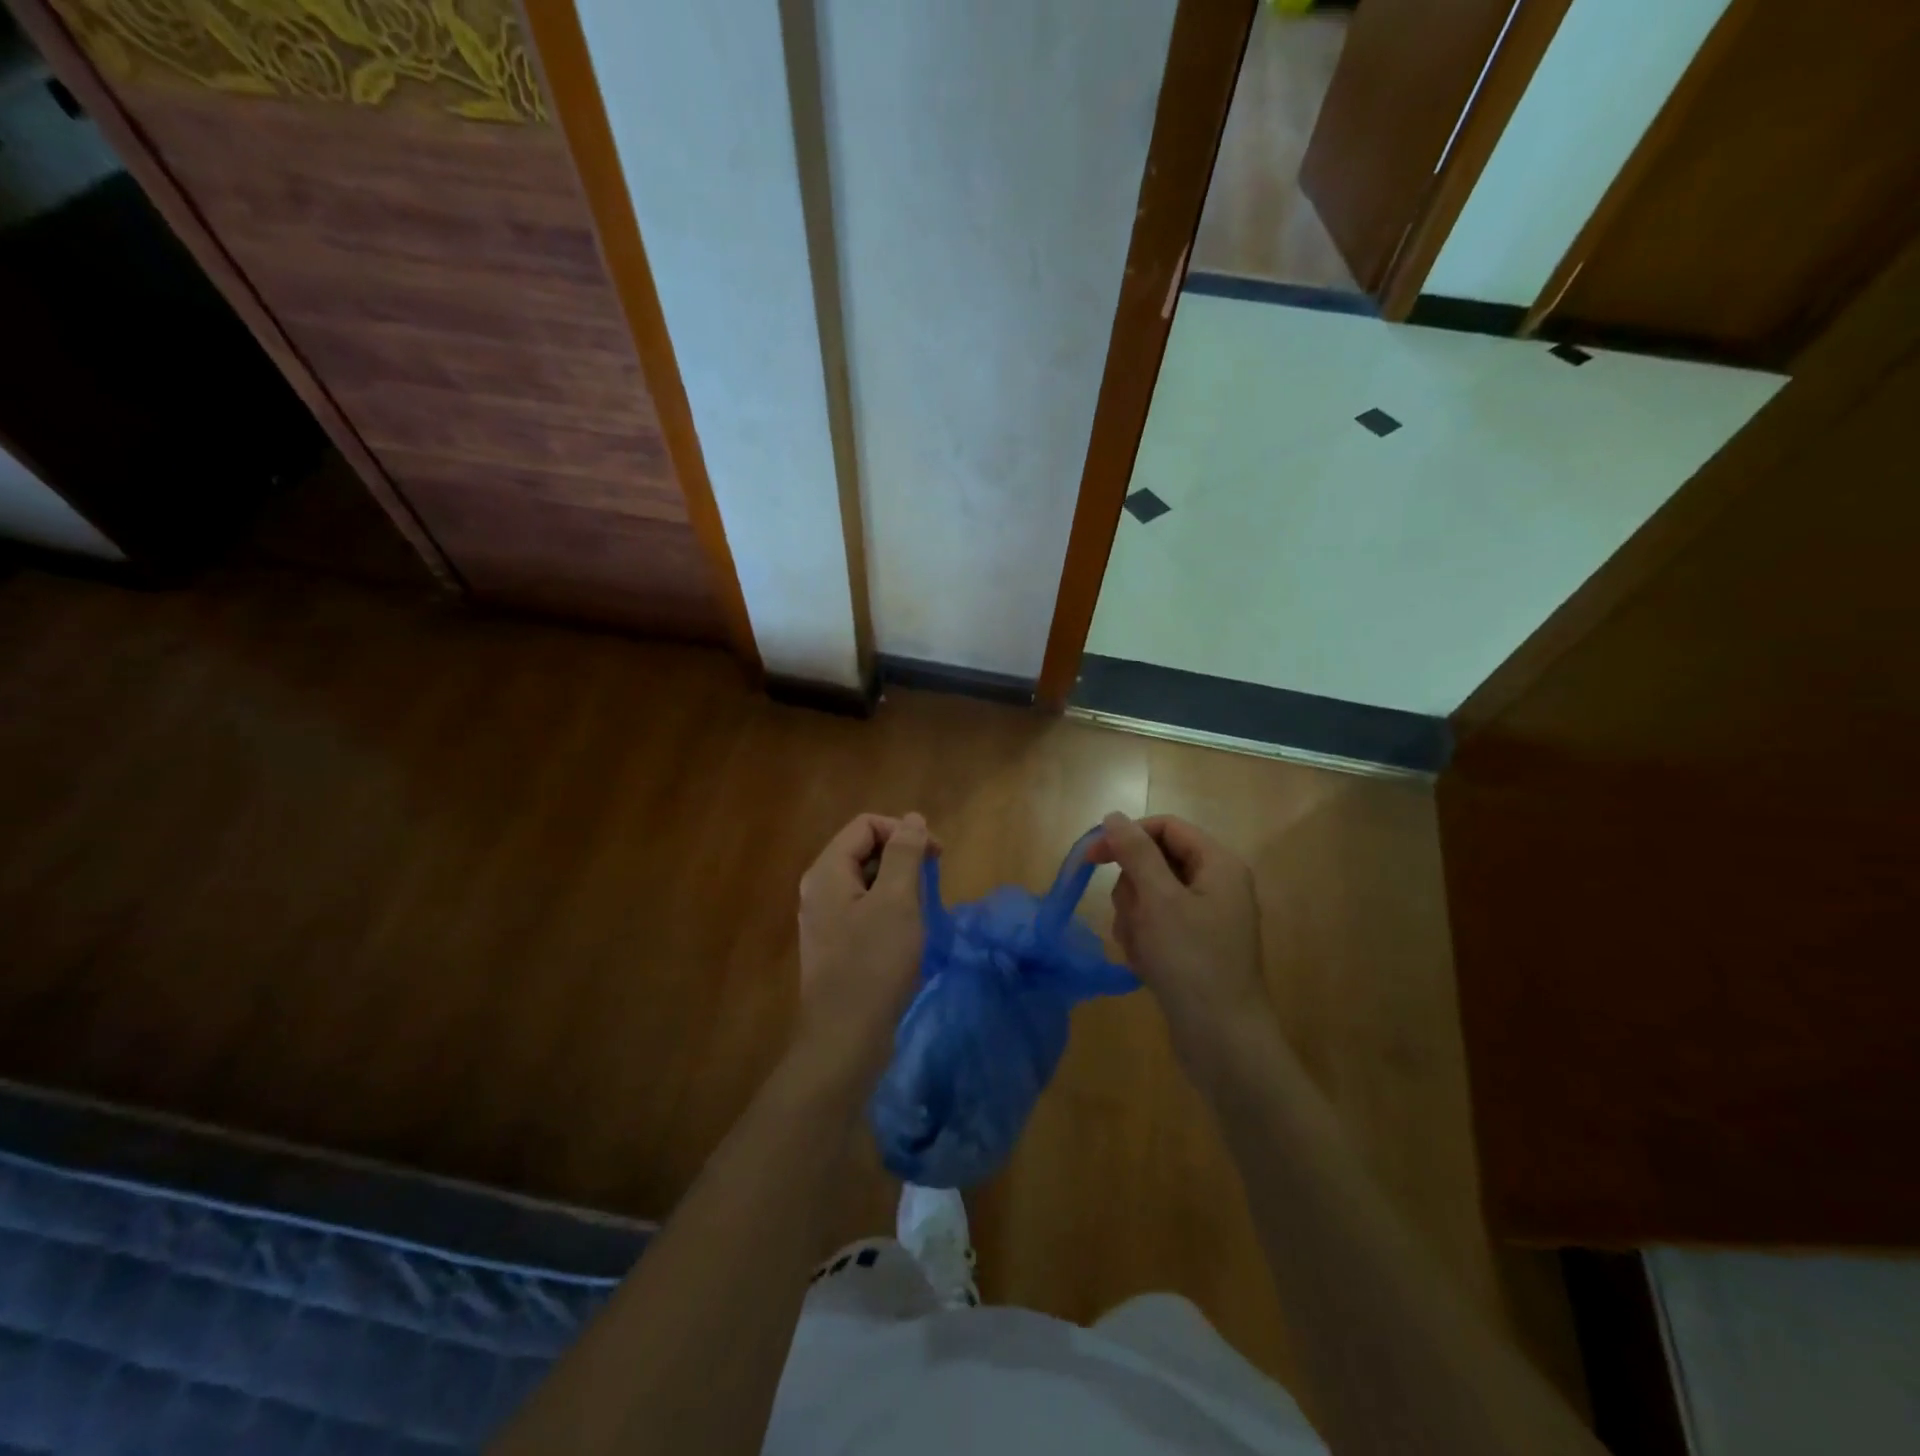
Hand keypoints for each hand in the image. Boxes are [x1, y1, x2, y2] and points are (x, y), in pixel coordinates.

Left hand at [794, 812, 934, 1084]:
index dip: (903, 831)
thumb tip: (911, 819)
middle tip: (933, 883)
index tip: (937, 856)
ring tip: (923, 910)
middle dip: (902, 858)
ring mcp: (824, 920)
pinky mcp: (835, 945)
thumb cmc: (874, 964)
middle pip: (863, 850)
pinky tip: (907, 934)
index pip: (866, 825)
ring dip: (898, 885)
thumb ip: (904, 854)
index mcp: (827, 872)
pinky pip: (863, 910)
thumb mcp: (897, 901)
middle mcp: (818, 890)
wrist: (845, 1039)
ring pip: (866, 882)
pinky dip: (889, 910)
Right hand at [1090, 812, 1273, 1059]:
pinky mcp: (1194, 946)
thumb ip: (1135, 852)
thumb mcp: (1158, 900)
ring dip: (1134, 919)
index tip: (1092, 858)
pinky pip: (1156, 925)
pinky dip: (1143, 940)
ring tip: (1142, 949)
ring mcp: (1206, 918)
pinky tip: (1146, 965)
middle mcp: (1216, 885)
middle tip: (1134, 918)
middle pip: (1154, 862)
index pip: (1165, 828)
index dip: (1127, 836)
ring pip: (1149, 896)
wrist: (1223, 1040)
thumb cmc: (1192, 962)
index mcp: (1218, 865)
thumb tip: (1114, 815)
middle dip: (1132, 890)